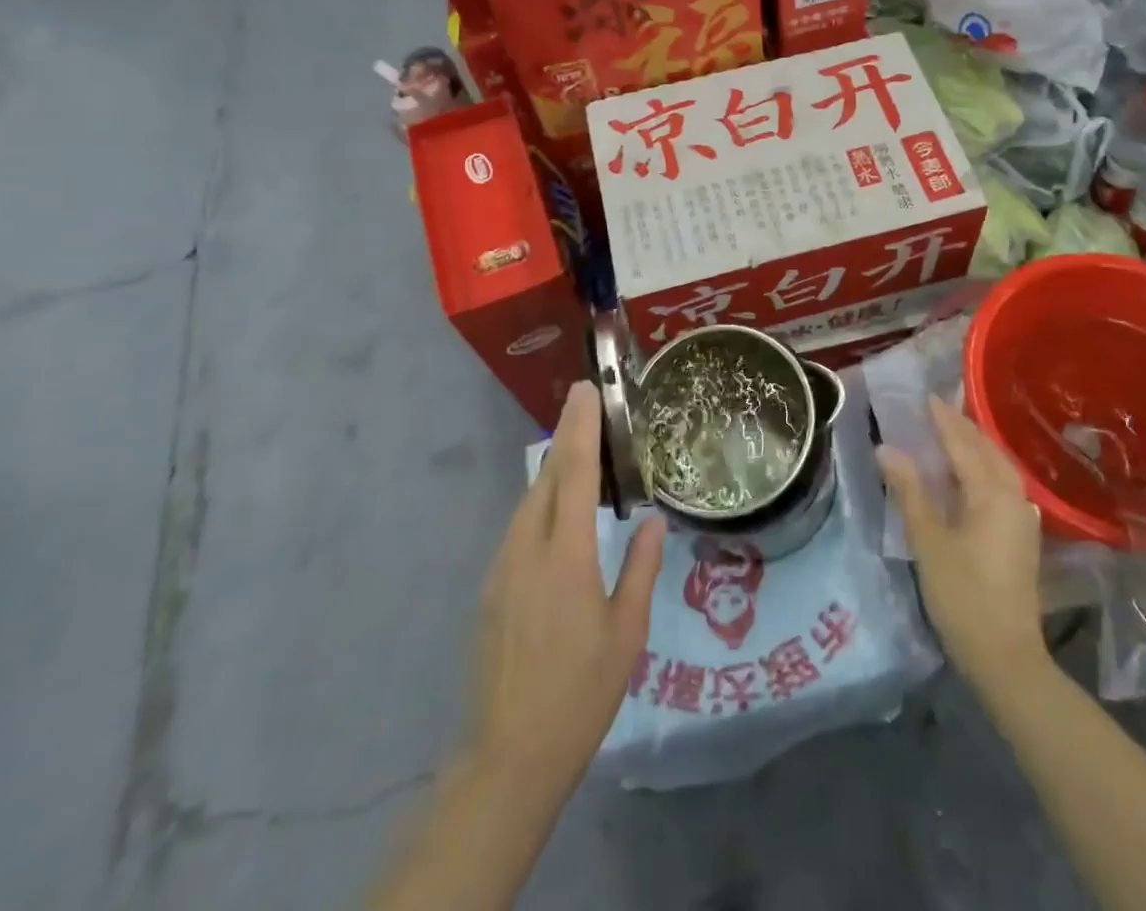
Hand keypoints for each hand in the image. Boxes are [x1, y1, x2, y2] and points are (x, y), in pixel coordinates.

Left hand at [467, 381, 665, 802]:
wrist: (510, 755)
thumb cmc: (581, 692)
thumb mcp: (627, 631)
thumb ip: (641, 567)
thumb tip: (653, 518)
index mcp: (566, 556)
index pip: (574, 474)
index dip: (581, 428)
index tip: (587, 390)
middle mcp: (527, 549)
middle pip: (547, 478)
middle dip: (567, 438)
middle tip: (590, 409)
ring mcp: (503, 567)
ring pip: (530, 502)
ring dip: (555, 472)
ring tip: (583, 456)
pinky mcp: (492, 587)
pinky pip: (520, 528)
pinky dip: (542, 505)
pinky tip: (561, 516)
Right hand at [877, 395, 1045, 690]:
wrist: (1006, 657)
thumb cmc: (962, 595)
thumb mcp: (928, 541)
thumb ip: (909, 491)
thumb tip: (887, 448)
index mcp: (990, 494)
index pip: (963, 444)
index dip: (943, 420)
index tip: (926, 396)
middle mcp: (1013, 498)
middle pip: (987, 451)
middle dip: (963, 427)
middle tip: (937, 409)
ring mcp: (1022, 519)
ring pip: (1000, 468)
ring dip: (977, 446)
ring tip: (952, 434)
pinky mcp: (1022, 537)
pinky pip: (1004, 485)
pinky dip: (985, 468)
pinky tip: (972, 475)